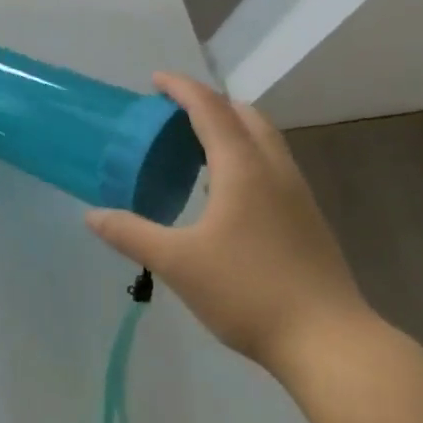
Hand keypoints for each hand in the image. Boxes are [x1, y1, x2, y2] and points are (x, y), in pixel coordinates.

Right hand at [84, 74, 373, 375]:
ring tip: (196, 144)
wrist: (330, 342)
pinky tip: (226, 189)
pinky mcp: (307, 218)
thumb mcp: (177, 263)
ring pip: (265, 139)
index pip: (210, 109)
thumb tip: (92, 215)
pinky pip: (272, 164)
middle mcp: (274, 169)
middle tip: (174, 112)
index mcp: (243, 168)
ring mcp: (297, 193)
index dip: (181, 88)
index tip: (155, 80)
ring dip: (231, 127)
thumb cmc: (249, 292)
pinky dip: (246, 153)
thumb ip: (131, 234)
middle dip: (209, 103)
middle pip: (244, 114)